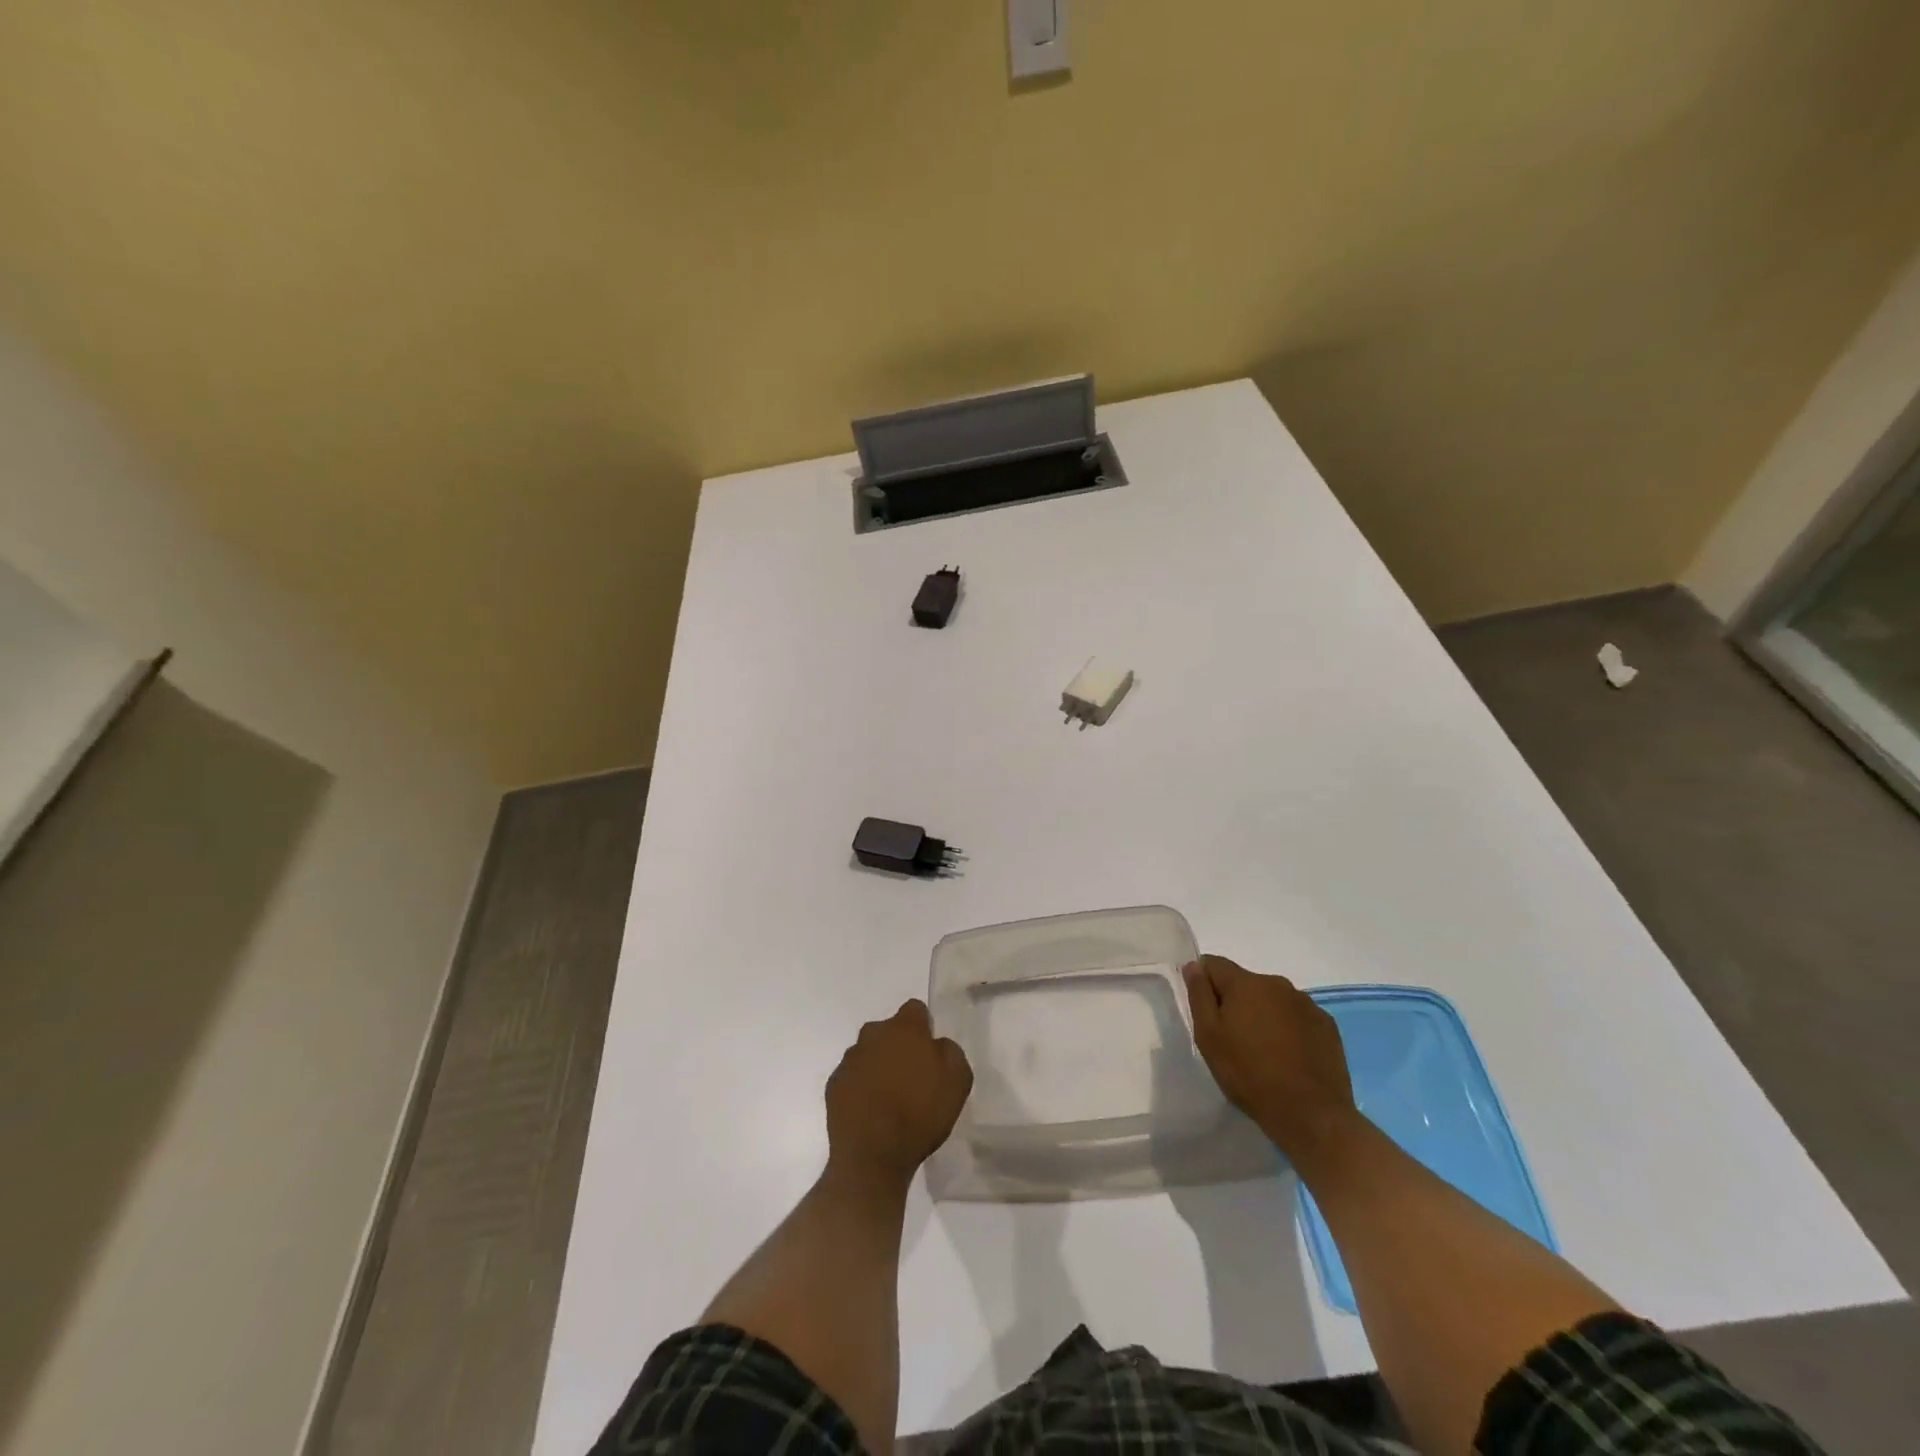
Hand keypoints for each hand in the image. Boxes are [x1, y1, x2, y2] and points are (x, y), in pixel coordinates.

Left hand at [825, 999, 972, 1186]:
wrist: (873, 1155)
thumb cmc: (920, 1113)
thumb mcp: (958, 1081)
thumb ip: (950, 1052)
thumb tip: (937, 1044)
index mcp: (905, 1028)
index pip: (915, 1009)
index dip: (924, 1027)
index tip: (929, 1052)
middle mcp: (873, 1034)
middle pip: (889, 1031)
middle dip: (899, 1046)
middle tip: (911, 1077)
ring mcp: (850, 1059)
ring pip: (869, 1053)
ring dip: (878, 1066)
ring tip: (890, 1098)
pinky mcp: (834, 1084)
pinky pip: (852, 1077)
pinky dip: (861, 1087)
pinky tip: (871, 1111)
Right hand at [1184, 955, 1359, 1166]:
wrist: (1311, 1114)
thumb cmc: (1249, 1074)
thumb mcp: (1209, 1036)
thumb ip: (1199, 995)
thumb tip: (1194, 966)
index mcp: (1245, 983)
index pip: (1214, 964)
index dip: (1204, 983)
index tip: (1206, 1012)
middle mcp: (1277, 984)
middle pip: (1245, 982)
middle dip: (1235, 1002)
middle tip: (1232, 1039)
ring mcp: (1306, 1004)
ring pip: (1272, 999)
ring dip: (1263, 1014)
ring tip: (1263, 1051)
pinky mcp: (1327, 1025)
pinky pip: (1297, 1016)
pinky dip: (1288, 1028)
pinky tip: (1289, 1057)